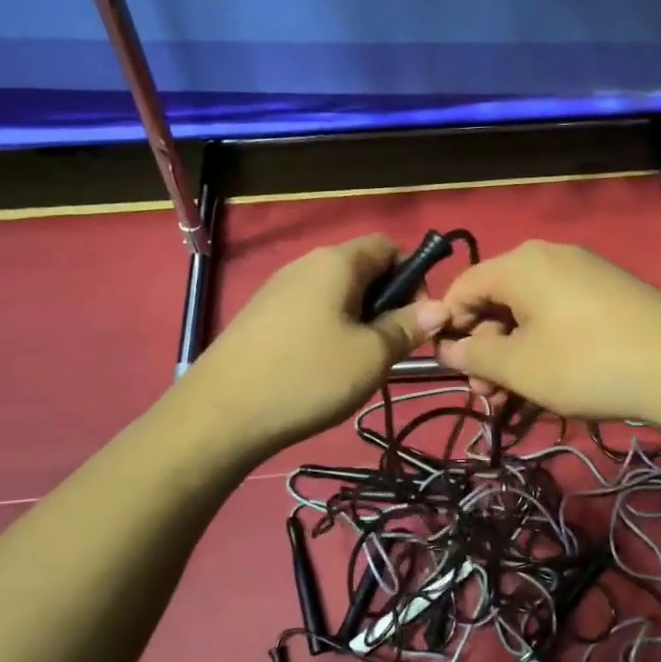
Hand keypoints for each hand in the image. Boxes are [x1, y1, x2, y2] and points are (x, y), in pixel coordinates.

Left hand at [187, 235, 448, 455]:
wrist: (220, 415)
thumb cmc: (308, 376)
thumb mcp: (371, 356)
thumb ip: (407, 327)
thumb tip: (440, 307)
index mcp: (336, 262)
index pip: (387, 246)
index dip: (412, 275)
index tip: (418, 318)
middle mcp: (305, 265)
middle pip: (361, 270)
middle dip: (386, 303)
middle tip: (392, 348)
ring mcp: (277, 290)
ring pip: (335, 295)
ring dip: (358, 321)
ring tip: (359, 364)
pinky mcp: (260, 317)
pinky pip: (309, 312)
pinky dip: (328, 331)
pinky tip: (322, 369)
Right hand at [436, 240, 660, 423]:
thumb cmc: (587, 364)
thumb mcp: (520, 367)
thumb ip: (475, 357)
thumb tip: (449, 348)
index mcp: (520, 264)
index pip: (463, 287)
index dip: (450, 327)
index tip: (453, 369)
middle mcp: (550, 256)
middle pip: (497, 299)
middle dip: (486, 349)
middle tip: (490, 395)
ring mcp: (585, 271)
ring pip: (529, 311)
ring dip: (515, 353)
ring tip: (519, 396)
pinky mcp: (610, 290)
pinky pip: (560, 312)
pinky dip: (546, 343)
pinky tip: (555, 378)